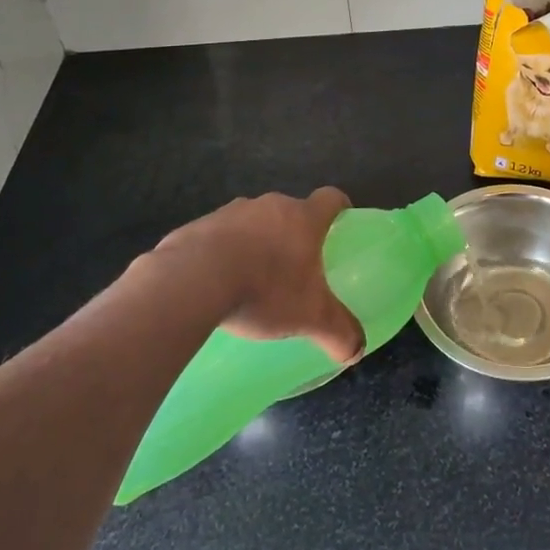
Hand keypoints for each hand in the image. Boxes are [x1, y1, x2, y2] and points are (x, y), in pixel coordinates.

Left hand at [153, 189, 365, 364]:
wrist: (192, 280)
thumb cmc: (265, 289)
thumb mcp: (311, 317)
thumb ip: (339, 332)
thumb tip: (356, 351)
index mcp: (303, 218)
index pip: (331, 198)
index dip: (339, 208)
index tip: (340, 224)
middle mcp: (269, 205)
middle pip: (290, 211)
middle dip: (293, 234)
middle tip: (295, 267)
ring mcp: (230, 212)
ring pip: (252, 222)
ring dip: (256, 243)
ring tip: (251, 280)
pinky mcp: (197, 226)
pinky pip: (217, 236)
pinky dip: (222, 253)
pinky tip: (216, 284)